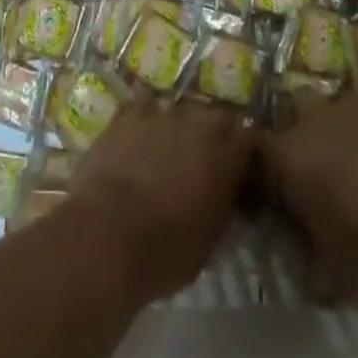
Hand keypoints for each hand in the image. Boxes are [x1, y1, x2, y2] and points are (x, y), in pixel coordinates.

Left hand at [71, 99, 251, 301]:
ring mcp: (164, 113)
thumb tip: (224, 195)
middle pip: (216, 116)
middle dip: (213, 132)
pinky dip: (143, 117)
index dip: (242, 150)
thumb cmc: (164, 252)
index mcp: (225, 159)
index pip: (248, 138)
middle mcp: (200, 126)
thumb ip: (221, 207)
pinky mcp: (130, 113)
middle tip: (202, 155)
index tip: (238, 163)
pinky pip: (142, 105)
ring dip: (177, 125)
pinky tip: (136, 133)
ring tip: (166, 145)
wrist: (109, 234)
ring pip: (180, 108)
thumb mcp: (208, 242)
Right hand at [259, 93, 357, 303]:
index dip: (266, 160)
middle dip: (307, 126)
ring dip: (349, 127)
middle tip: (324, 158)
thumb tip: (314, 286)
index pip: (260, 148)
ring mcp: (352, 102)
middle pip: (297, 106)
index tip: (274, 177)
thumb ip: (319, 274)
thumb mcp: (336, 268)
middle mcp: (312, 119)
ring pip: (341, 106)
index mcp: (287, 155)